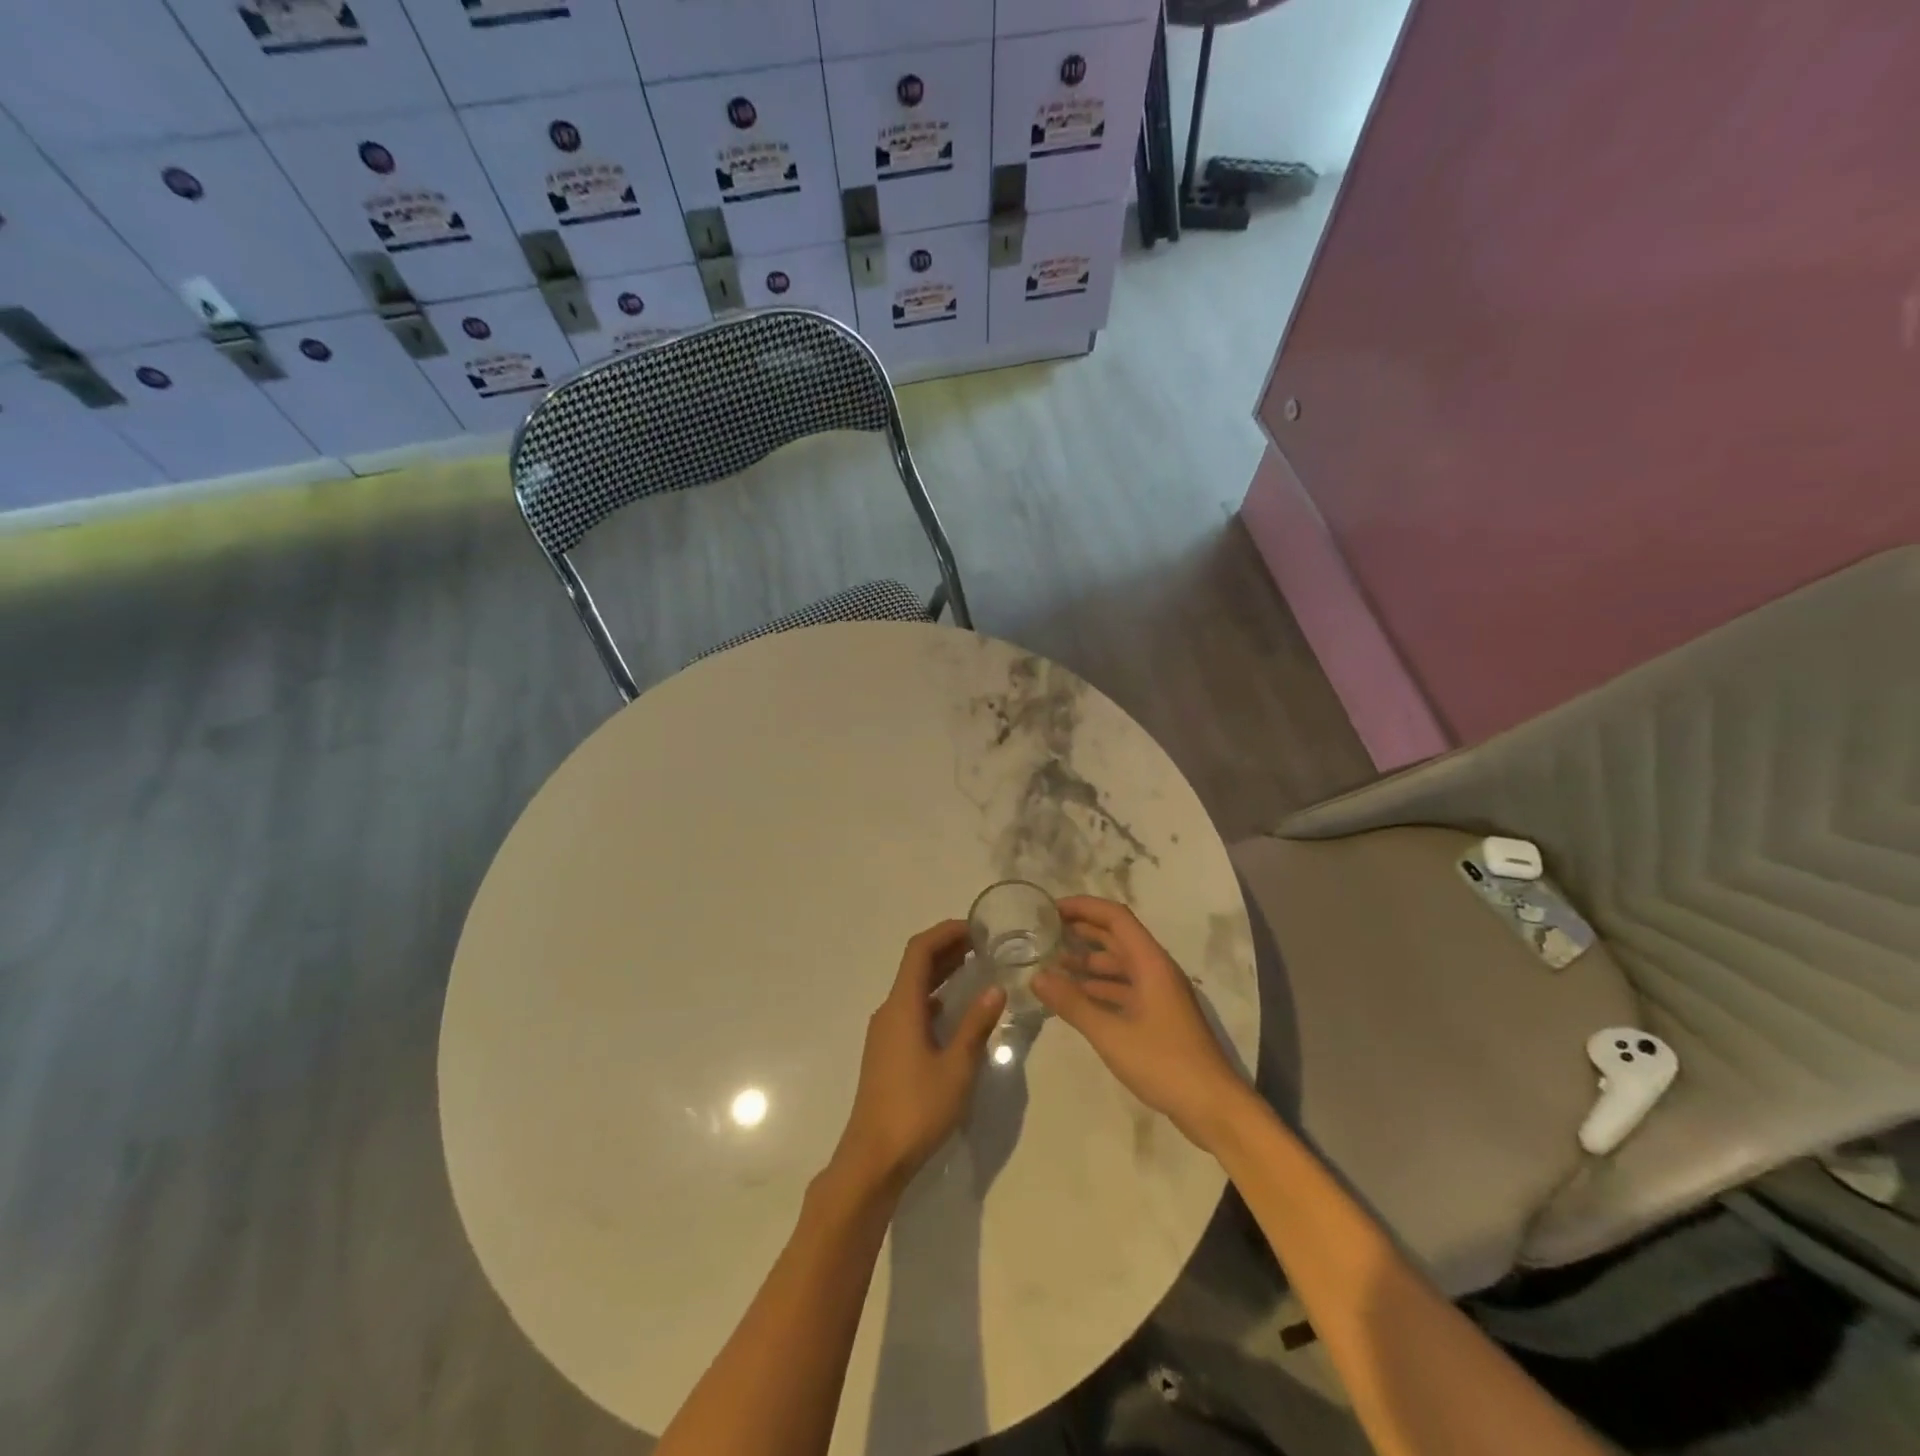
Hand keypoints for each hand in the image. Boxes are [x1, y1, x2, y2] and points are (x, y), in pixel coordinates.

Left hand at [831, 920, 1006, 1195]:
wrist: (873, 1158)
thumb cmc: (917, 1109)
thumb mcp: (957, 1067)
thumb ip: (976, 1025)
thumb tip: (996, 989)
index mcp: (903, 1006)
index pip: (920, 951)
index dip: (945, 932)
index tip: (975, 926)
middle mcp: (889, 1011)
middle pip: (915, 965)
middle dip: (946, 948)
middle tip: (982, 942)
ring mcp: (885, 1032)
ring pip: (913, 987)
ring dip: (940, 972)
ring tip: (974, 966)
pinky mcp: (887, 1051)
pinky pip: (911, 1008)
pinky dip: (934, 997)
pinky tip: (955, 1008)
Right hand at [1031, 896, 1248, 1151]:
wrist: (1213, 1107)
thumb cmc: (1164, 1063)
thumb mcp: (1111, 1033)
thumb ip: (1072, 1004)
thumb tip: (1036, 977)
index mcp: (1151, 963)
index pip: (1116, 918)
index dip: (1084, 907)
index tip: (1052, 909)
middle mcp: (1156, 971)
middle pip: (1117, 938)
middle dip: (1082, 931)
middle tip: (1045, 933)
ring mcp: (1159, 995)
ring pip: (1119, 966)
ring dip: (1088, 963)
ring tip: (1052, 965)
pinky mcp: (1158, 1017)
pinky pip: (1123, 990)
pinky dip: (1098, 989)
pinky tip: (1075, 998)